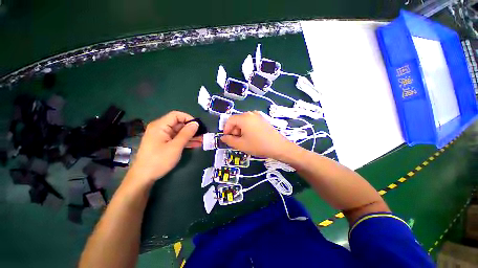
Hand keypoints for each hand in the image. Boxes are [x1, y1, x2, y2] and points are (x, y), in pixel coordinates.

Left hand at [127, 111, 201, 182]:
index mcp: (160, 126)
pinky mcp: (165, 143)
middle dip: (192, 129)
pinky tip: (196, 144)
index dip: (189, 118)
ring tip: (203, 140)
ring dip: (191, 136)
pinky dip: (186, 141)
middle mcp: (161, 128)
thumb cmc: (159, 160)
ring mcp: (163, 136)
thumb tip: (196, 123)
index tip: (198, 126)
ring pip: (180, 132)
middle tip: (203, 135)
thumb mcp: (175, 146)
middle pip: (179, 124)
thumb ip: (186, 133)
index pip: (177, 115)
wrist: (144, 177)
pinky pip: (177, 139)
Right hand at [220, 111, 292, 158]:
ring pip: (243, 121)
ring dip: (240, 130)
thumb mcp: (241, 144)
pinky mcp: (262, 120)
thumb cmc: (258, 145)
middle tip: (236, 141)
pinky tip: (251, 137)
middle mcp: (251, 114)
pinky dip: (247, 128)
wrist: (278, 147)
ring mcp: (258, 116)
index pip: (229, 120)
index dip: (226, 129)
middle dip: (233, 130)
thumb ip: (229, 140)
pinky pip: (250, 122)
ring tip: (243, 140)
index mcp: (244, 118)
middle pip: (237, 120)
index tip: (227, 138)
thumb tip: (223, 137)